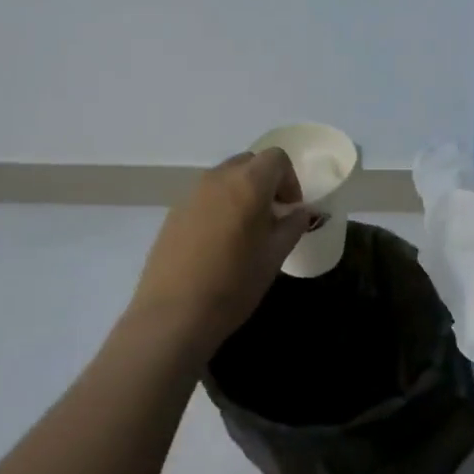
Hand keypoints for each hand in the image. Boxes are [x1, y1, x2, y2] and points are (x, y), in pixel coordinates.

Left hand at [125, 150, 310, 353]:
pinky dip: (219, 207)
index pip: (276, 158)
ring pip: (224, 179)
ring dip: (241, 193)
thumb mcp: (274, 256)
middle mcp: (217, 179)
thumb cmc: (234, 285)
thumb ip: (292, 226)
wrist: (173, 315)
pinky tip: (218, 245)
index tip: (290, 210)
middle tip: (271, 217)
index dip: (290, 180)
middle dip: (265, 183)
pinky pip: (204, 197)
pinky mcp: (173, 213)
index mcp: (248, 183)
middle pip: (249, 163)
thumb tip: (300, 211)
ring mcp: (191, 194)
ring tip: (245, 232)